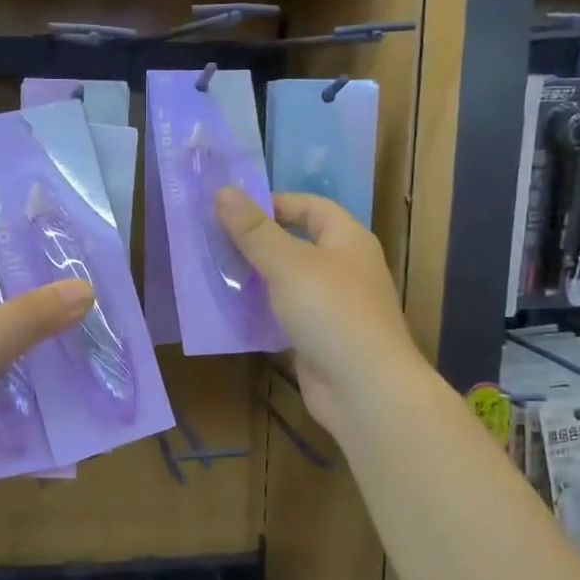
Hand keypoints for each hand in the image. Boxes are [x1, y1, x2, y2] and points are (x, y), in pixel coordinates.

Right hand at [216, 188, 420, 442]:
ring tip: (215, 273)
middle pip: (298, 243)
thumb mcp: (288, 264)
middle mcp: (344, 268)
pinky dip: (261, 312)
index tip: (232, 210)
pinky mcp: (319, 338)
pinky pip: (285, 315)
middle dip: (258, 242)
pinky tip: (232, 313)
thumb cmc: (331, 313)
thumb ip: (254, 230)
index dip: (274, 203)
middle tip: (215, 241)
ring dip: (256, 278)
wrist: (364, 389)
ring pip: (289, 281)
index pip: (310, 207)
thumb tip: (223, 191)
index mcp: (348, 240)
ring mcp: (333, 306)